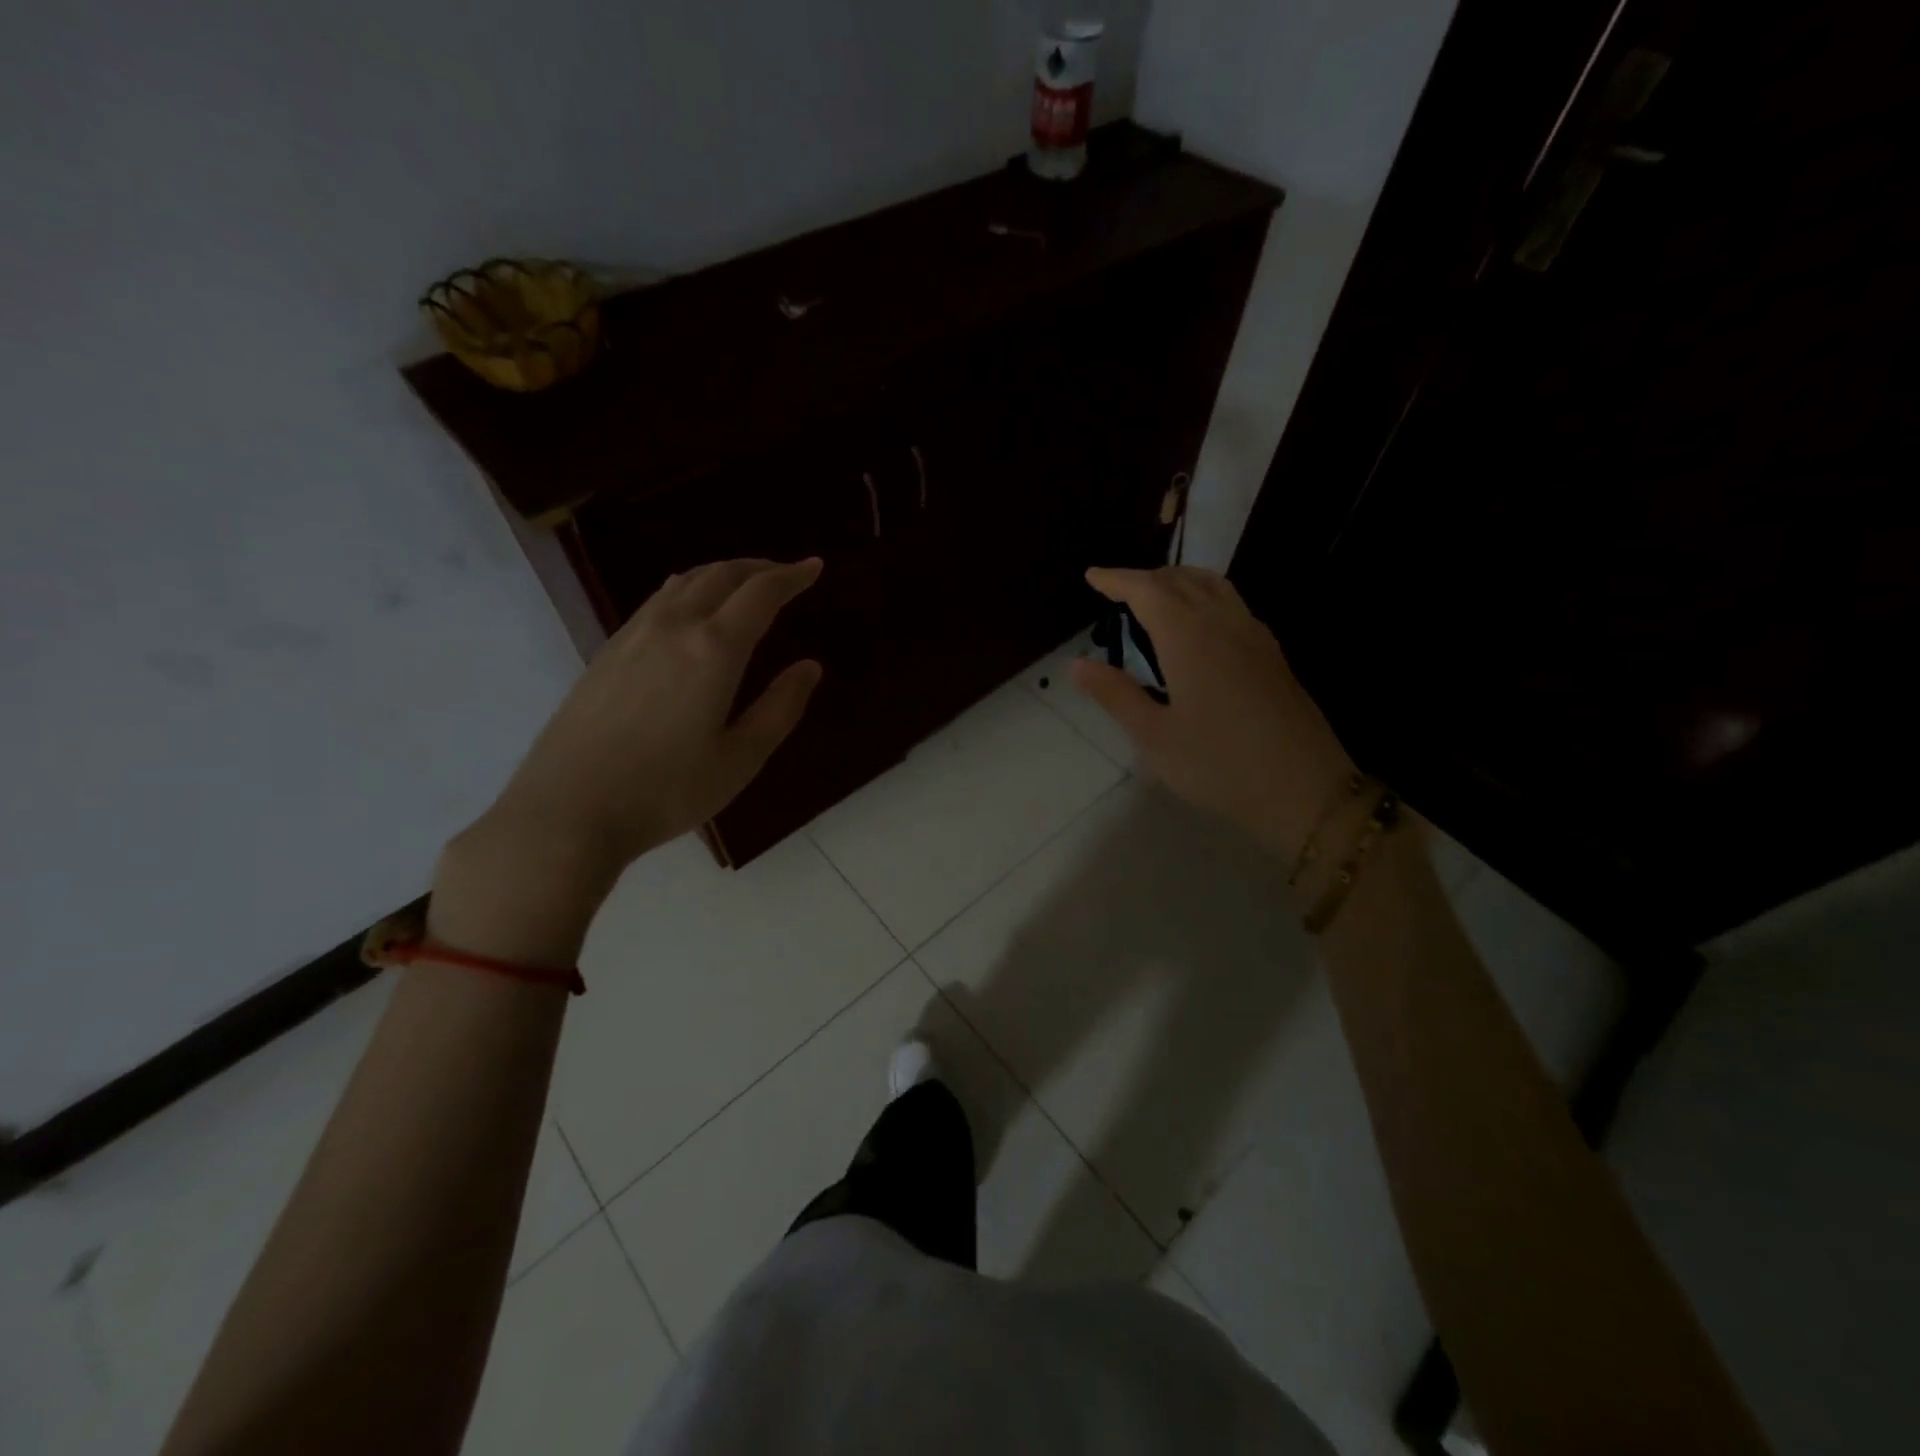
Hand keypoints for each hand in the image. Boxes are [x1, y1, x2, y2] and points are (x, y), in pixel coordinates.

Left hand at [431, 558, 823, 961]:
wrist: (568, 811)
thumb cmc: (666, 791)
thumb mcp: (740, 758)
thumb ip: (780, 708)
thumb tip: (809, 667)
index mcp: (713, 650)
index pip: (760, 594)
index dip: (792, 576)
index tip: (815, 567)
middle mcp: (673, 627)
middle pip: (720, 575)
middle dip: (759, 567)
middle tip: (786, 574)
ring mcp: (633, 636)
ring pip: (684, 582)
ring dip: (721, 574)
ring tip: (744, 585)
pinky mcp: (607, 652)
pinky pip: (658, 601)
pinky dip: (689, 590)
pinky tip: (691, 611)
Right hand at [1070, 565, 1355, 856]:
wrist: (1304, 788)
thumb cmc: (1218, 765)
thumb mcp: (1154, 736)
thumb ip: (1115, 694)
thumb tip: (1077, 664)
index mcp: (1188, 637)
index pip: (1147, 590)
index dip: (1117, 579)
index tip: (1093, 576)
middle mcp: (1223, 623)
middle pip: (1181, 580)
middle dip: (1146, 578)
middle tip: (1117, 589)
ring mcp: (1254, 636)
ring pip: (1214, 586)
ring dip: (1179, 580)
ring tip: (1156, 595)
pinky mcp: (1272, 654)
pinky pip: (1233, 604)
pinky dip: (1205, 596)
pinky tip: (1200, 624)